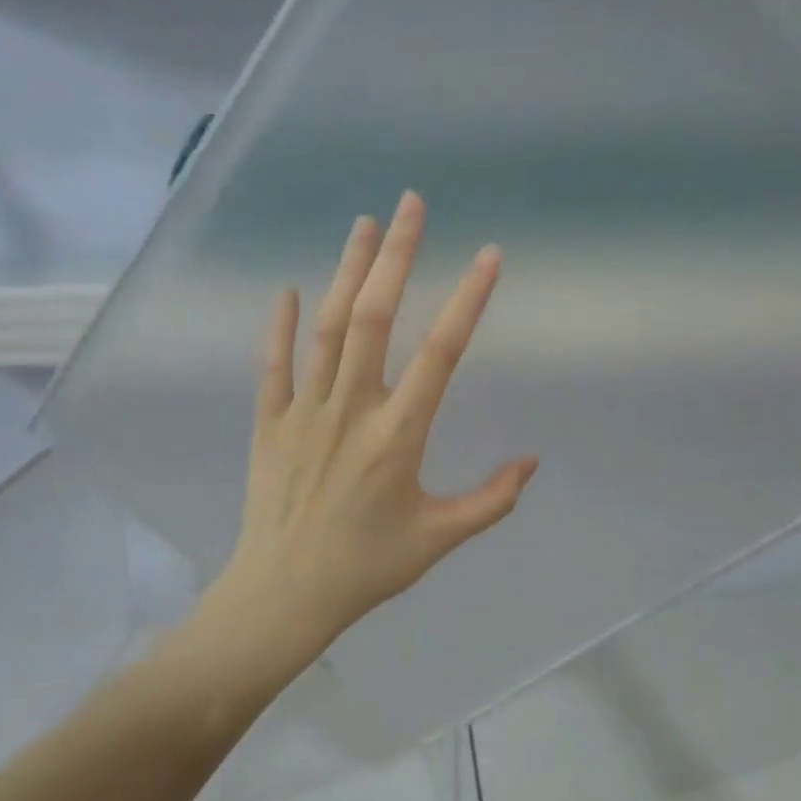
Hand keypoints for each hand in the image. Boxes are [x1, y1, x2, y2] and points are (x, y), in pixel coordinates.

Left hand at [194, 191, 537, 692]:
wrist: (284, 595)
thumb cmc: (366, 568)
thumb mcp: (439, 540)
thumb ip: (490, 500)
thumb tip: (531, 461)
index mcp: (398, 436)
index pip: (441, 354)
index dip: (468, 300)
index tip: (489, 256)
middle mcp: (351, 411)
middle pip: (375, 318)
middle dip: (396, 256)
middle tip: (410, 204)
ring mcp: (304, 412)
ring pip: (328, 329)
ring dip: (347, 272)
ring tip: (364, 224)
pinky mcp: (269, 424)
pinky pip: (273, 365)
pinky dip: (280, 325)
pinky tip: (289, 289)